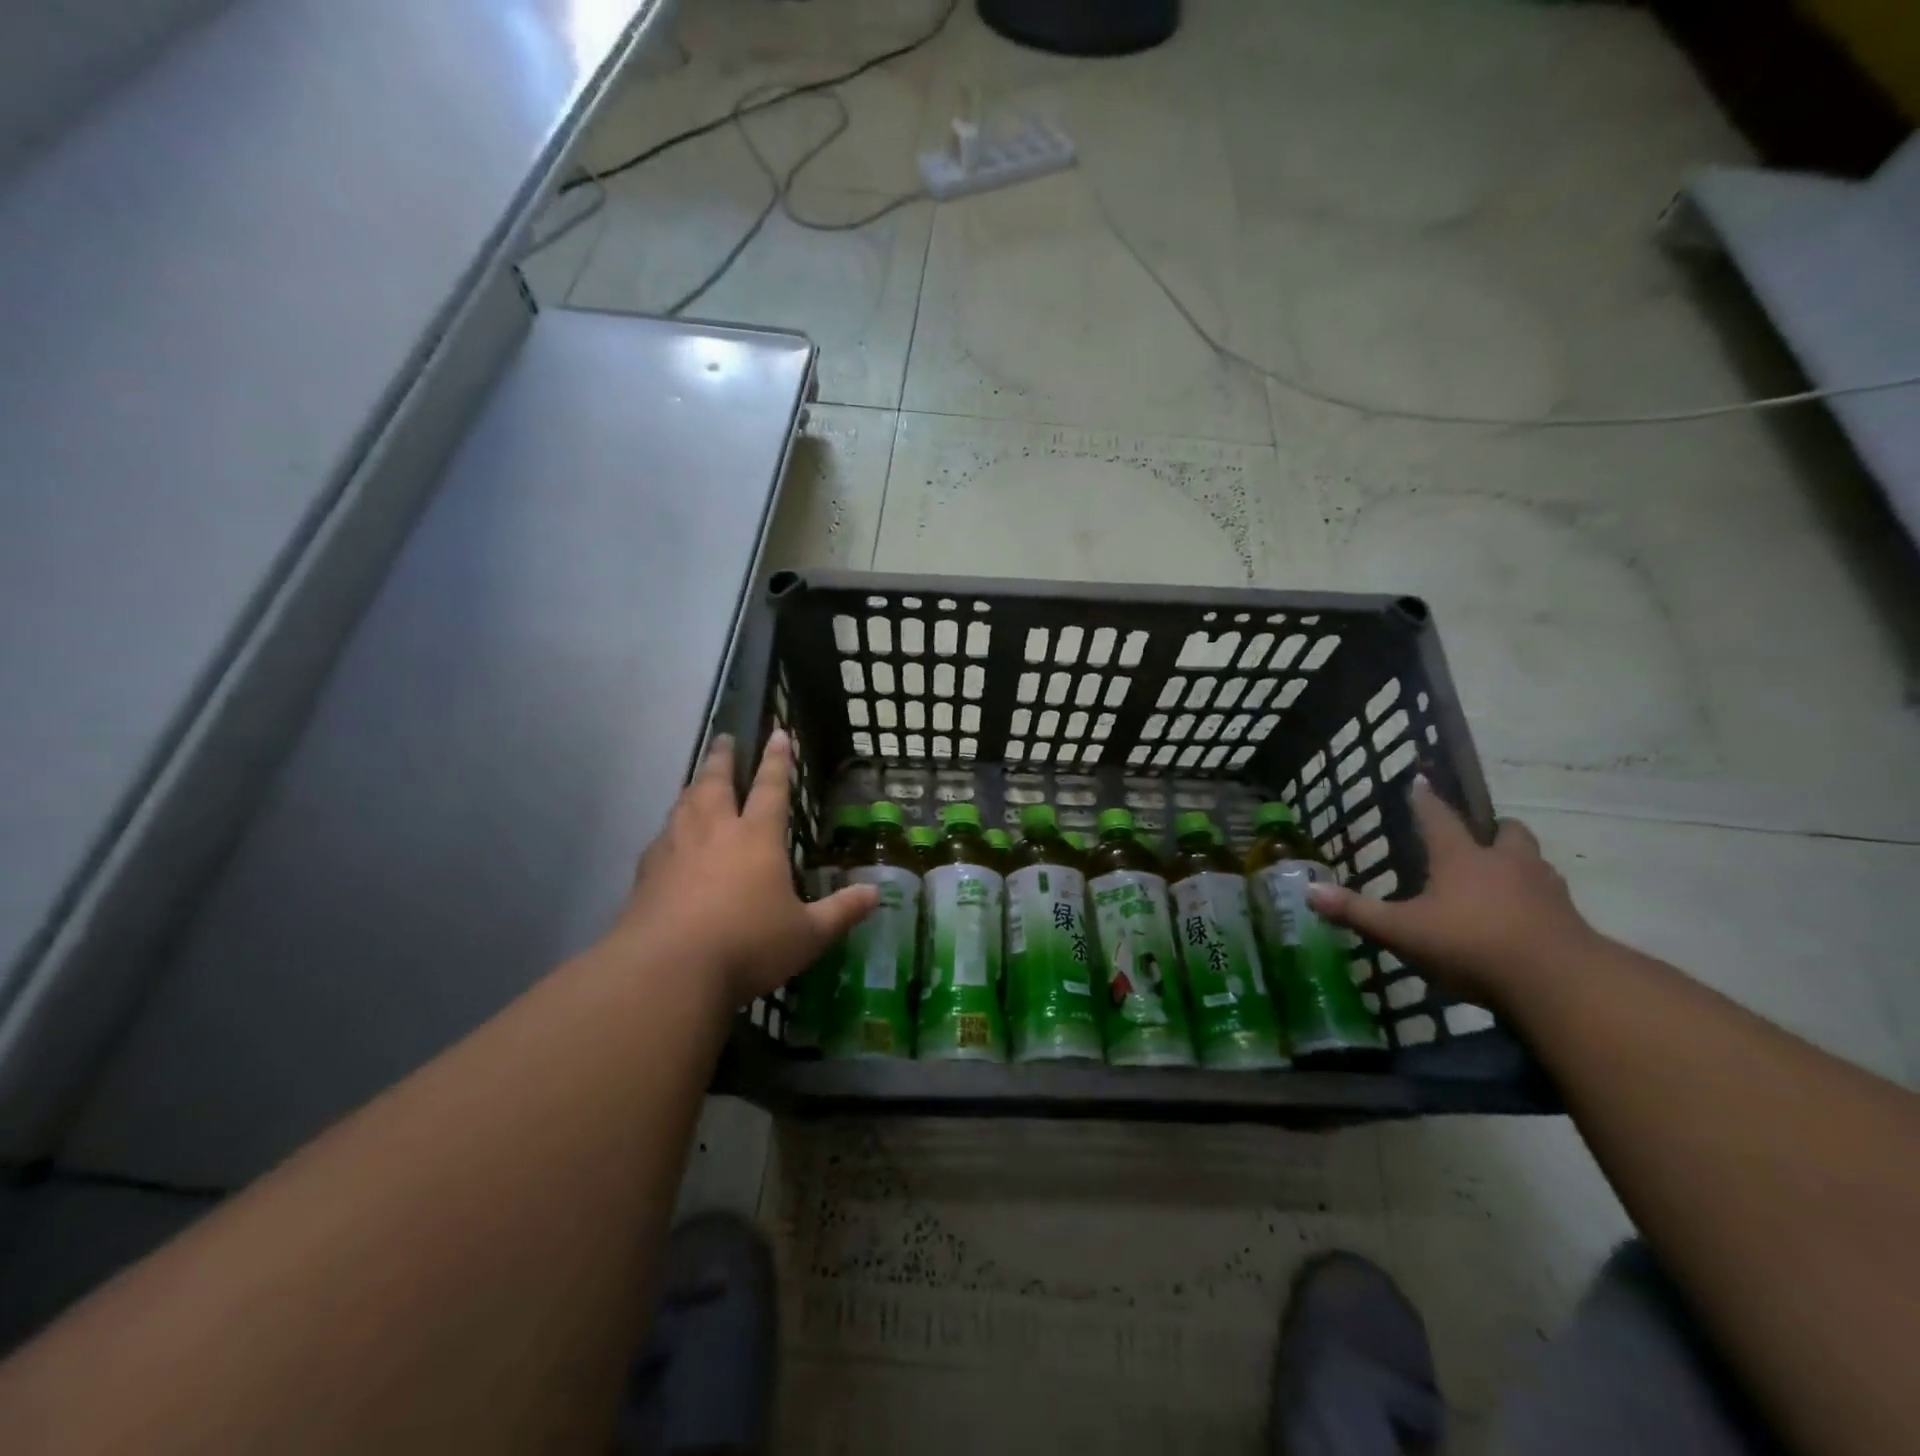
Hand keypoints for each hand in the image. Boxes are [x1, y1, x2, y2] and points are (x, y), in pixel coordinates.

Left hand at [611, 730, 876, 1006]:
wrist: (667, 971)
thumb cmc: (748, 945)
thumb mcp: (807, 935)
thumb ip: (841, 911)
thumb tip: (876, 894)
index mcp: (756, 838)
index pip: (771, 788)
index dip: (777, 760)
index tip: (777, 733)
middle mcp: (714, 832)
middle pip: (716, 782)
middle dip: (723, 757)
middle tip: (724, 738)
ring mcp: (675, 849)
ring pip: (685, 804)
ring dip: (694, 785)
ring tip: (698, 780)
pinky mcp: (646, 873)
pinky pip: (661, 837)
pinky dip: (670, 827)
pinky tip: (668, 838)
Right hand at [1305, 777, 1603, 1006]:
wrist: (1560, 984)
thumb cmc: (1471, 945)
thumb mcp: (1402, 931)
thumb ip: (1357, 912)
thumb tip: (1309, 891)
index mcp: (1461, 857)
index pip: (1439, 817)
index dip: (1426, 799)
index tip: (1420, 781)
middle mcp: (1505, 863)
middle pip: (1507, 832)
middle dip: (1494, 830)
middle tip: (1481, 837)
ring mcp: (1545, 890)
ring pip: (1535, 862)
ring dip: (1519, 863)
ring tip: (1503, 878)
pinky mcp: (1570, 921)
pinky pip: (1552, 900)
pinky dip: (1538, 902)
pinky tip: (1525, 920)